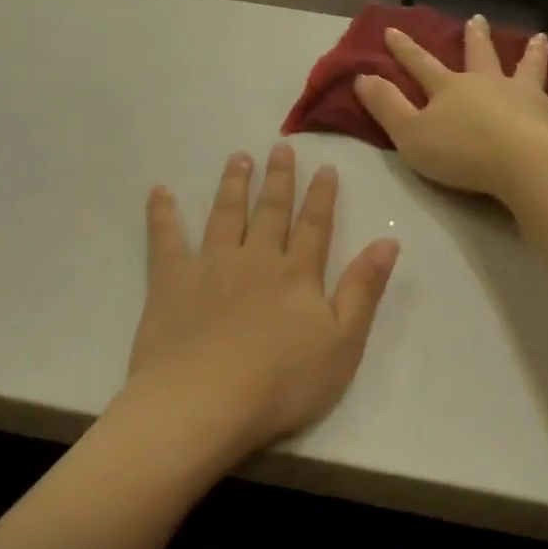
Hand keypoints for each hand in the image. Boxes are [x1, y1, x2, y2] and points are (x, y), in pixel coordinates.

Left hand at [127, 144, 399, 460]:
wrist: (206, 401)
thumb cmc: (282, 382)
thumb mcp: (343, 343)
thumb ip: (363, 290)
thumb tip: (388, 241)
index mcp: (297, 276)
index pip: (314, 226)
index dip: (321, 196)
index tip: (324, 167)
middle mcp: (255, 260)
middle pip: (270, 212)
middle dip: (278, 179)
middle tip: (279, 147)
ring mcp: (210, 267)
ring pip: (224, 216)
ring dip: (233, 185)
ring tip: (237, 158)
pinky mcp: (171, 282)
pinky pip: (165, 239)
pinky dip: (162, 214)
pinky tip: (159, 192)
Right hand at [352, 15, 547, 202]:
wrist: (520, 163)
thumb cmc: (460, 153)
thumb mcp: (409, 134)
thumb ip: (386, 107)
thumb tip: (360, 77)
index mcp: (451, 88)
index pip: (421, 64)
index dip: (404, 49)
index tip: (391, 30)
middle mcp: (490, 83)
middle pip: (480, 56)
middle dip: (474, 38)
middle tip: (476, 19)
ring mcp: (526, 97)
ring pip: (530, 68)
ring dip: (534, 54)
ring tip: (541, 38)